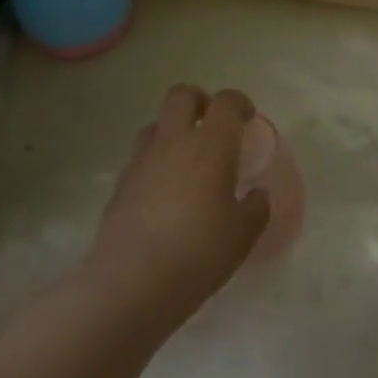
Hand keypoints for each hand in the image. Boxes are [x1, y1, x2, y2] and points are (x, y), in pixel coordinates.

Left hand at [87, 85, 269, 329]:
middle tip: (213, 127)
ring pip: (156, 125)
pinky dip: (156, 163)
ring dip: (173, 132)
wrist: (132, 281)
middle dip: (200, 102)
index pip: (226, 102)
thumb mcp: (243, 234)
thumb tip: (256, 195)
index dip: (240, 104)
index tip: (247, 119)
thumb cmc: (199, 252)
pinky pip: (141, 158)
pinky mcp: (120, 185)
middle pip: (181, 96)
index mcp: (210, 145)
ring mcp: (141, 161)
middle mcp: (173, 142)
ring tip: (188, 162)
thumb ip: (255, 208)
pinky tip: (165, 195)